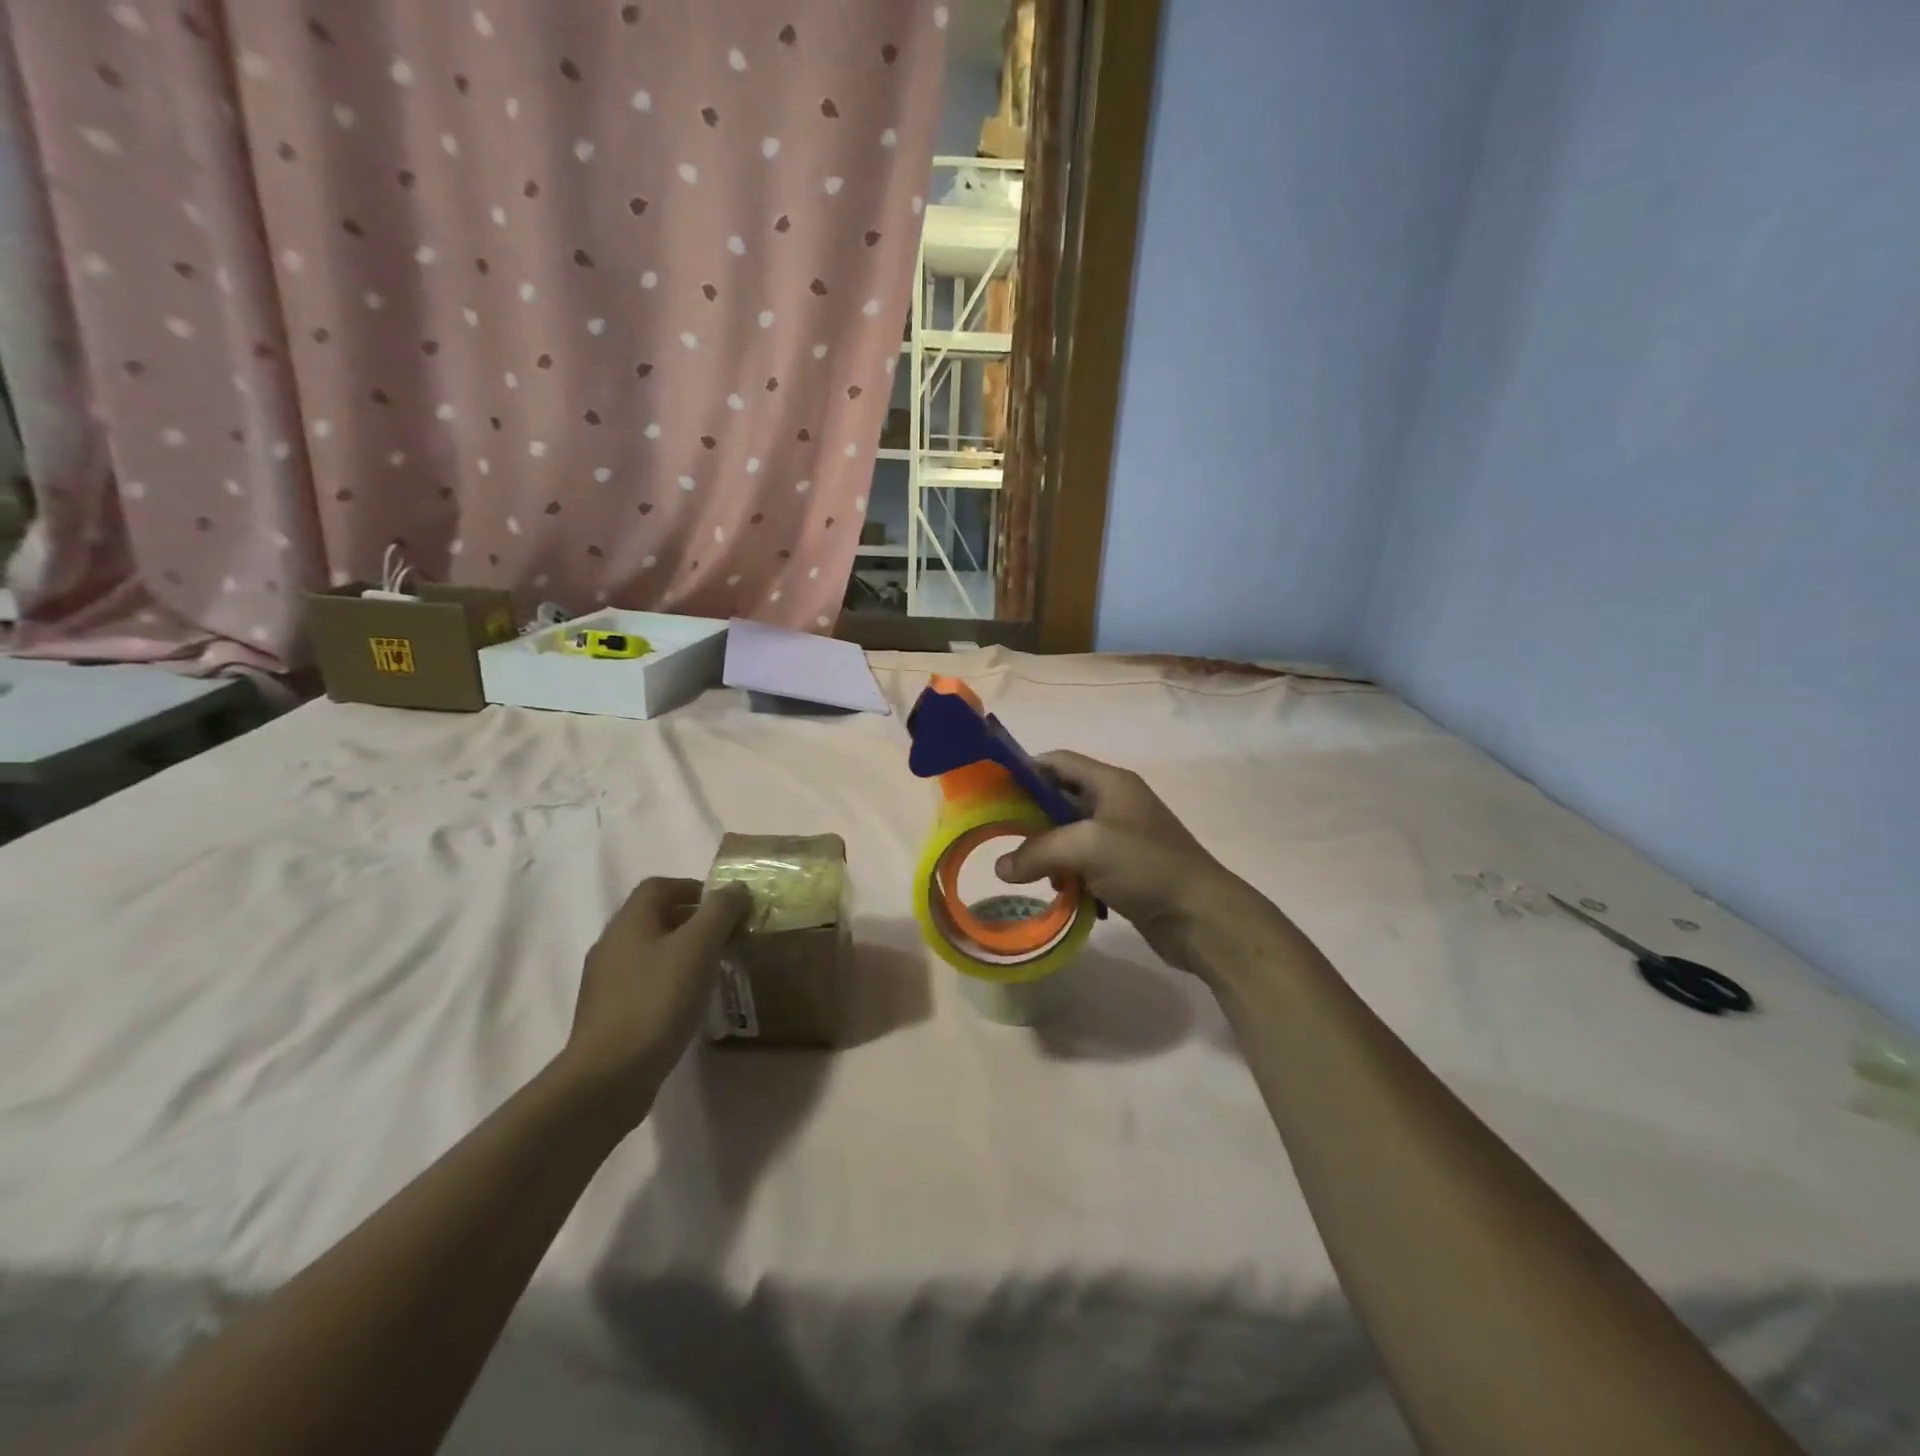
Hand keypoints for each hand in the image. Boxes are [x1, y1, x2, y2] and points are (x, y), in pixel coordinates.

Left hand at [560, 877, 750, 1126]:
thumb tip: (736, 888)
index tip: (725, 905)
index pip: (659, 886)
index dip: (693, 887)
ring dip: (683, 952)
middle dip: (693, 920)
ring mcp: (606, 982)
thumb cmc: (658, 1000)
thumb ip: (720, 911)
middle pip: (654, 917)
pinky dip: (670, 981)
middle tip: (727, 937)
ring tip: (714, 970)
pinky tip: (688, 1003)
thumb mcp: (699, 947)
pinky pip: (644, 983)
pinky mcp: (609, 1015)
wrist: (609, 1076)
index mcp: (629, 922)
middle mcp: (612, 945)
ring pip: (650, 951)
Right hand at [997, 752, 1259, 975]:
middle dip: (1029, 816)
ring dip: (1046, 850)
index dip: (1024, 770)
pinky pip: (1083, 863)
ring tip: (1025, 869)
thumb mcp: (1086, 848)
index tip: (992, 792)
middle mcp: (1115, 803)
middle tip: (998, 836)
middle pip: (1060, 798)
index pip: (1058, 761)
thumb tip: (1001, 867)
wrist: (1201, 916)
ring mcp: (1121, 837)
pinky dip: (1066, 873)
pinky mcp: (1124, 869)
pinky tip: (1057, 891)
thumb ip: (1037, 851)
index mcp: (1110, 783)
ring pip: (1069, 834)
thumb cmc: (1145, 866)